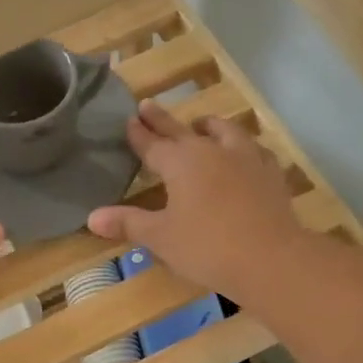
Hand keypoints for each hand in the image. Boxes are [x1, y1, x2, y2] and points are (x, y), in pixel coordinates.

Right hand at [87, 101, 303, 295]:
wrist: (270, 257)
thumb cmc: (207, 247)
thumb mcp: (161, 237)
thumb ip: (128, 223)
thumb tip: (92, 218)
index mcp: (181, 162)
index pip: (152, 144)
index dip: (138, 134)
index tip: (129, 120)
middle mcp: (212, 151)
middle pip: (182, 130)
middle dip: (163, 120)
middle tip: (148, 105)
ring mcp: (246, 158)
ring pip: (224, 131)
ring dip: (208, 126)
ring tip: (202, 124)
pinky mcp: (271, 173)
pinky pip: (255, 150)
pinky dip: (243, 147)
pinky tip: (245, 154)